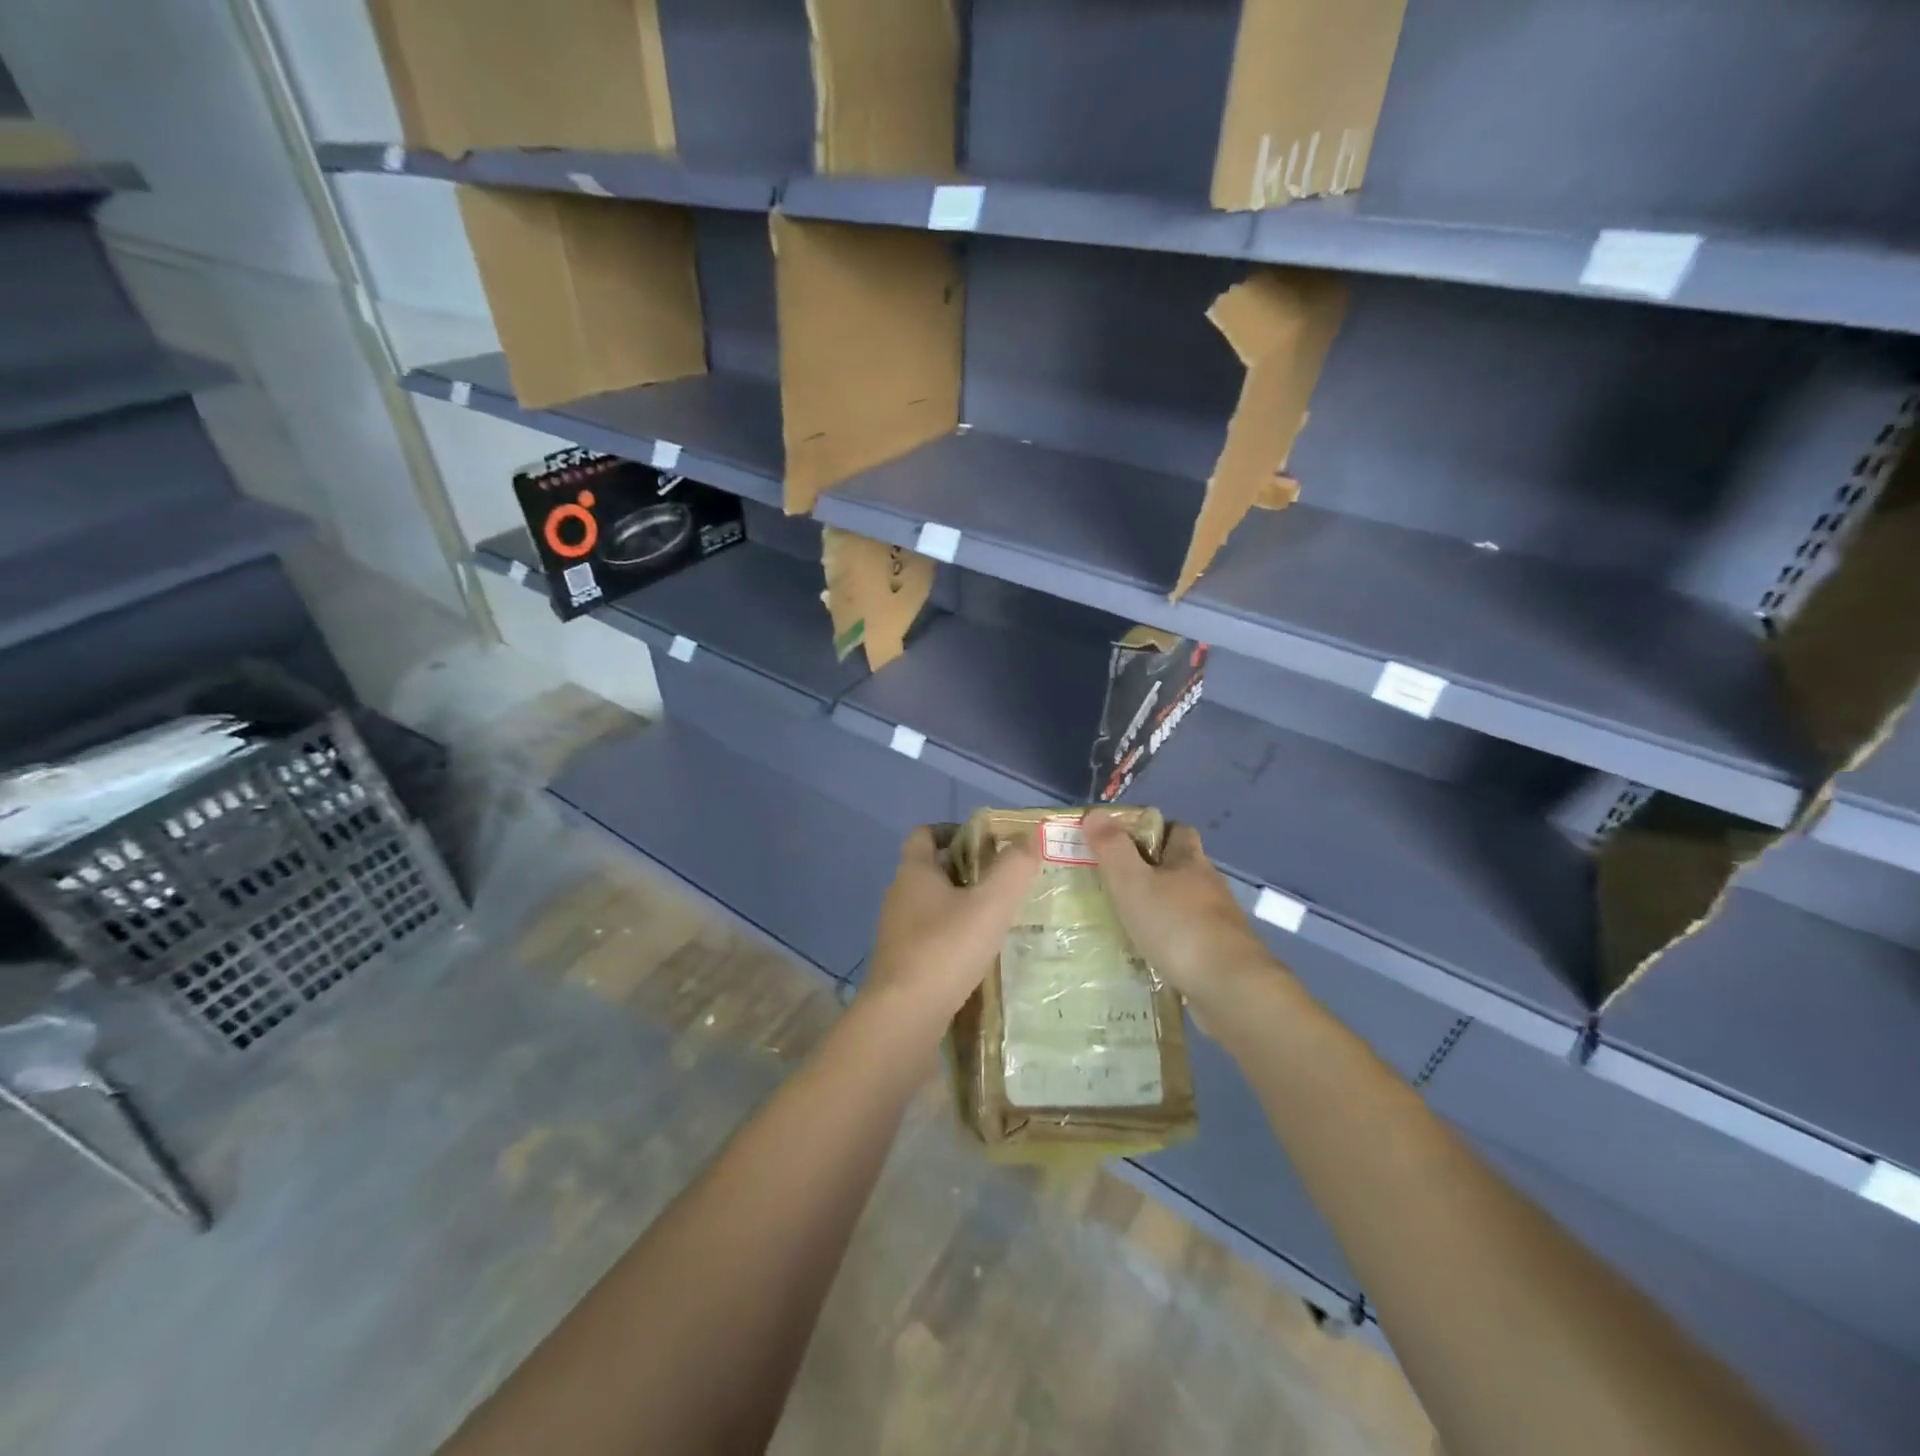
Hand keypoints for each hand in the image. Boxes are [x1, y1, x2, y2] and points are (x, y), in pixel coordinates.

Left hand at [859, 825, 1039, 1027]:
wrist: (903, 1018)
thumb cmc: (946, 949)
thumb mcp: (991, 904)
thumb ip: (1014, 868)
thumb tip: (1030, 835)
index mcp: (914, 872)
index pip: (925, 834)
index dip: (953, 831)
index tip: (986, 842)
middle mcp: (899, 896)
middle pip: (931, 870)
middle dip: (965, 870)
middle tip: (1003, 881)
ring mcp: (896, 933)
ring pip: (931, 906)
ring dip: (960, 907)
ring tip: (997, 919)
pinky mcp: (901, 964)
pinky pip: (930, 938)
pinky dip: (952, 938)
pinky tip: (978, 955)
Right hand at [1082, 810, 1281, 1018]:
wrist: (1230, 988)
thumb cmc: (1177, 926)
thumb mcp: (1133, 883)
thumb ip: (1112, 849)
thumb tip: (1095, 812)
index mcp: (1190, 861)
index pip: (1178, 830)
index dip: (1154, 829)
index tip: (1124, 841)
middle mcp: (1209, 886)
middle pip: (1183, 867)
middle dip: (1154, 870)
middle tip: (1118, 882)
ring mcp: (1220, 922)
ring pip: (1186, 903)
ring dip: (1162, 907)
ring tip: (1128, 920)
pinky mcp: (1222, 955)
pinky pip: (1190, 937)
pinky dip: (1172, 939)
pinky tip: (1151, 953)